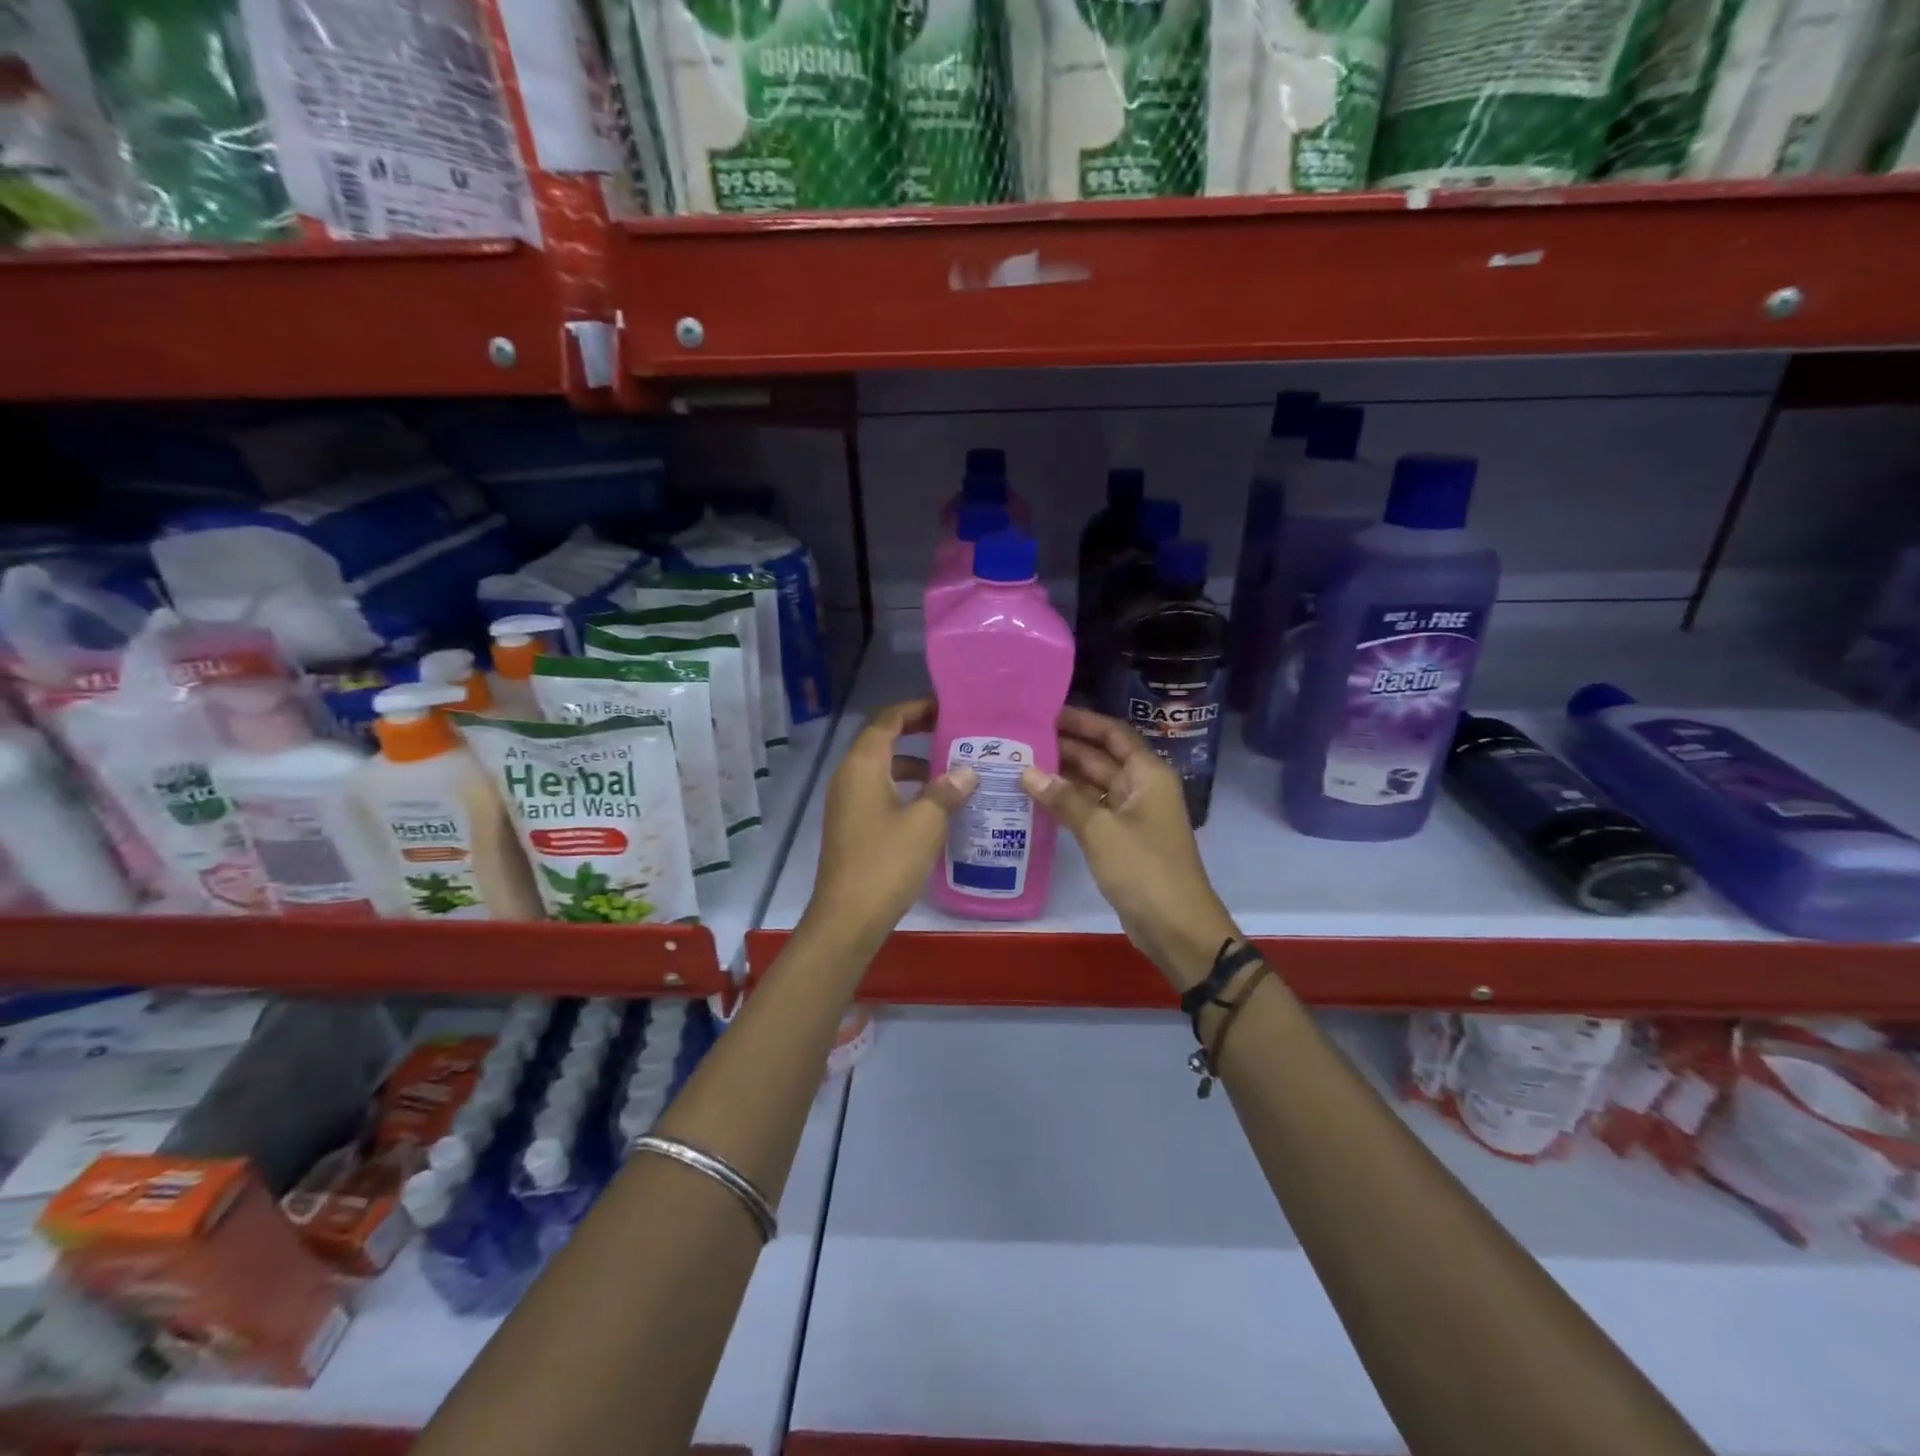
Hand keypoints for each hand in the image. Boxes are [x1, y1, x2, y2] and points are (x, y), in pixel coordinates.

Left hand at [801, 698, 976, 949]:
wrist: (848, 917)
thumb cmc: (886, 862)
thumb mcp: (926, 823)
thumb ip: (946, 791)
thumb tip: (966, 772)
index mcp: (863, 766)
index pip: (887, 720)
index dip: (915, 709)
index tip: (946, 708)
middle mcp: (849, 776)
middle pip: (882, 741)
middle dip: (916, 733)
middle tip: (953, 733)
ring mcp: (847, 802)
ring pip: (882, 769)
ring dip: (913, 764)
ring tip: (951, 770)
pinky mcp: (852, 825)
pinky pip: (879, 792)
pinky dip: (905, 788)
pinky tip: (933, 806)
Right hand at [1020, 707, 1237, 990]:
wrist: (1175, 926)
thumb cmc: (1143, 869)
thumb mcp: (1100, 830)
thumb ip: (1063, 798)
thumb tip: (1027, 772)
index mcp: (1148, 774)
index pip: (1113, 734)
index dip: (1082, 721)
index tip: (1046, 712)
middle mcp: (1142, 788)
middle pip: (1102, 757)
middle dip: (1066, 747)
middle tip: (1022, 738)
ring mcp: (1132, 815)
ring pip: (1094, 785)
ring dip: (1064, 776)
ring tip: (1021, 764)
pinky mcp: (1122, 839)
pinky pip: (1092, 810)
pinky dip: (1069, 804)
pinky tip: (1037, 799)